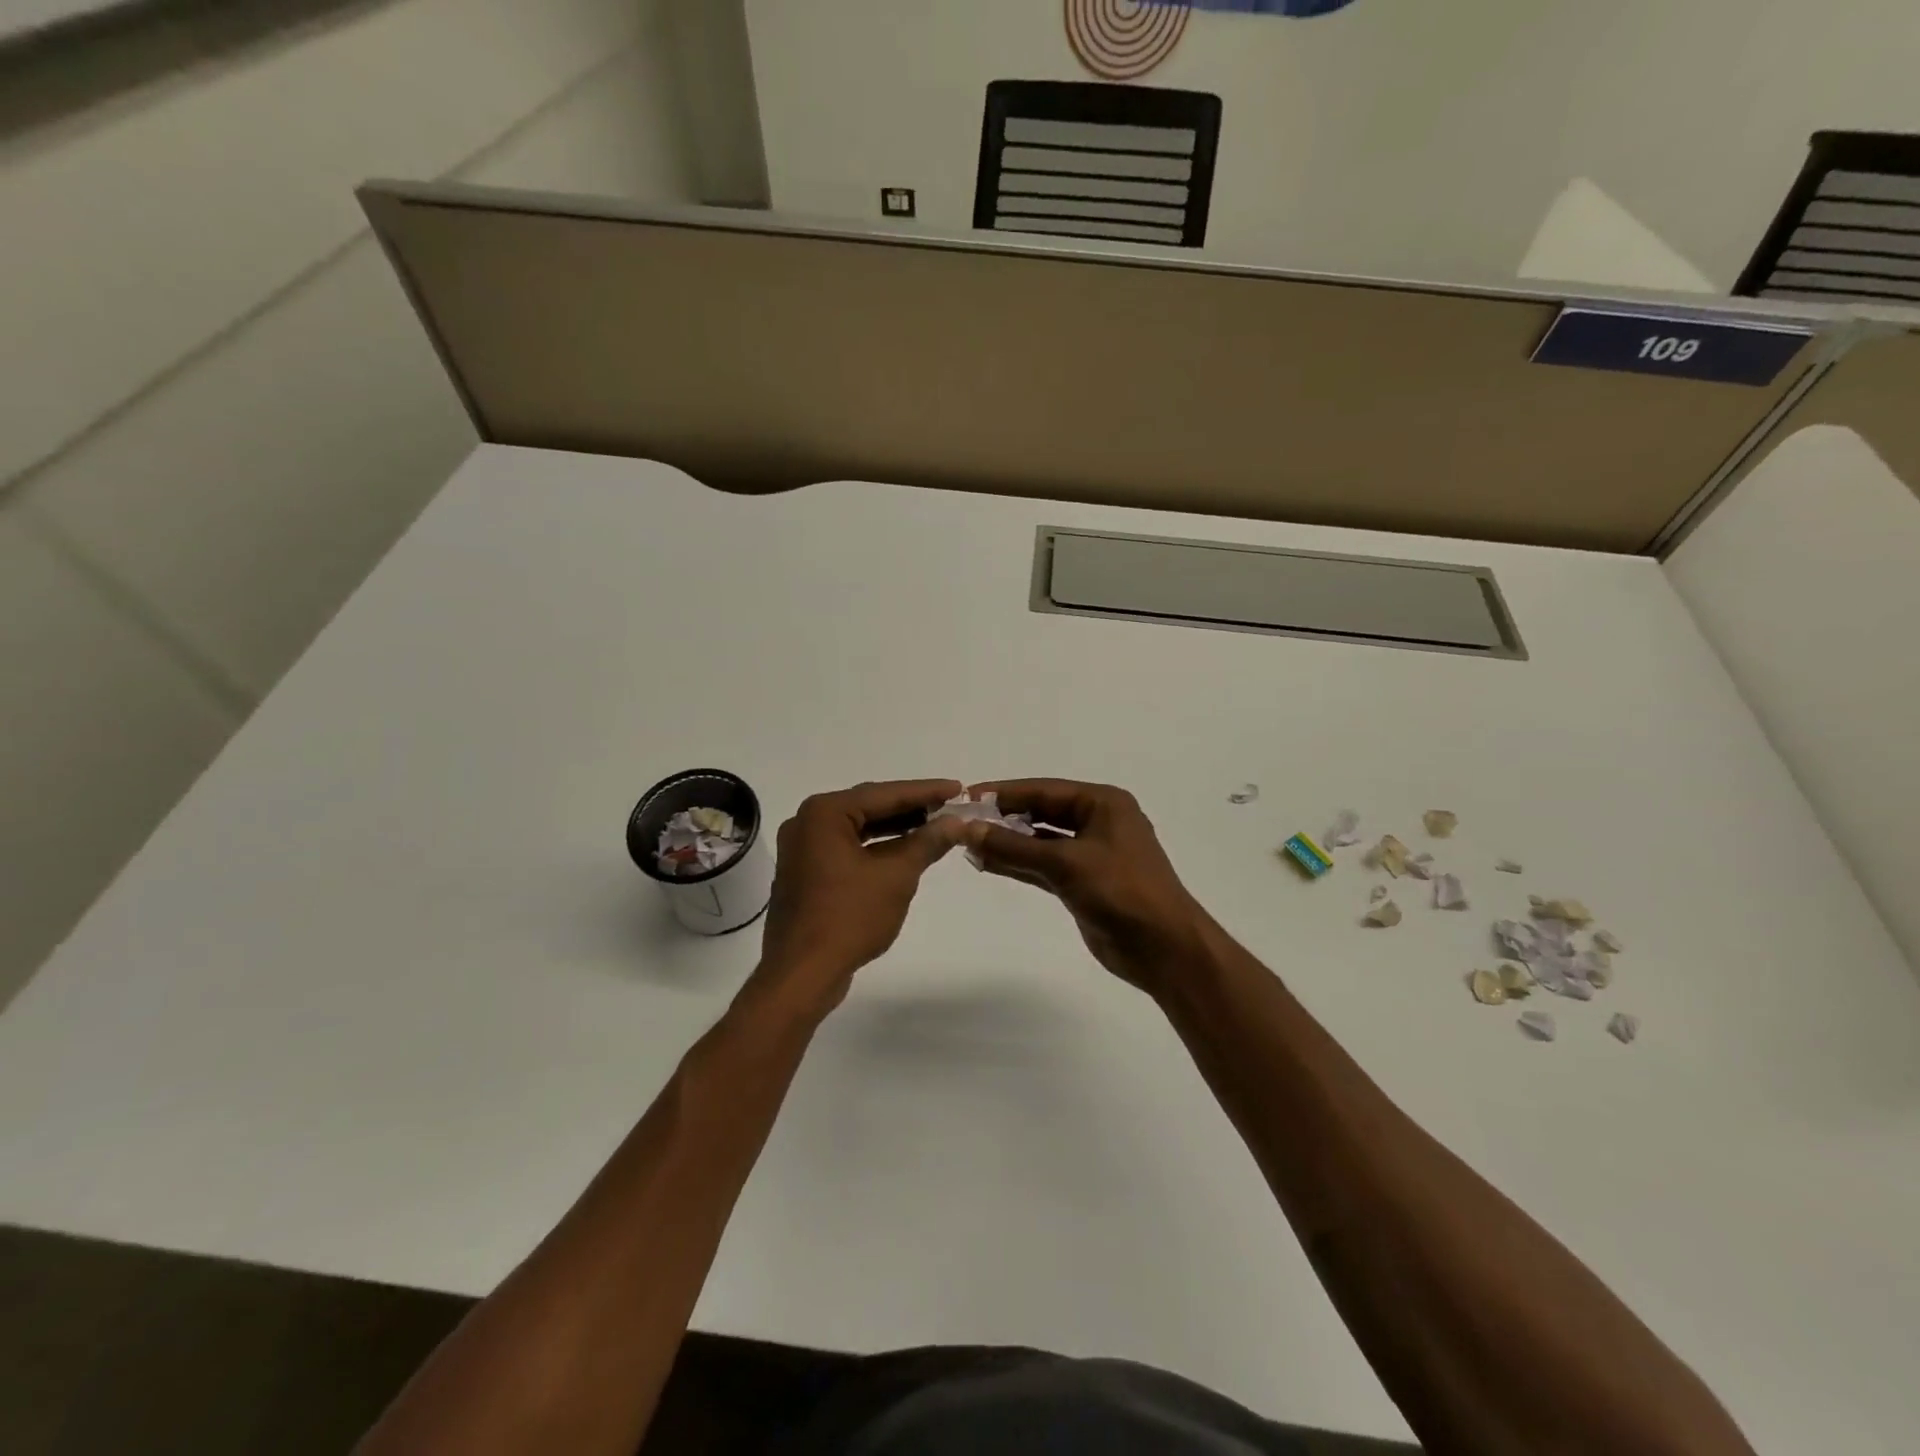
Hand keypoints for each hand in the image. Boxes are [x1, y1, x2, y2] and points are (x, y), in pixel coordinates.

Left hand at [753, 779, 966, 1012]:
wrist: (802, 974)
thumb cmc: (849, 918)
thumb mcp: (896, 876)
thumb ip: (927, 842)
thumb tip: (956, 822)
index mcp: (824, 813)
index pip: (884, 794)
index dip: (925, 791)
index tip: (957, 789)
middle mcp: (807, 822)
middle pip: (868, 807)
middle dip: (910, 809)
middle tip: (949, 807)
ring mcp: (802, 849)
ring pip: (857, 829)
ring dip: (895, 829)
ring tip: (934, 827)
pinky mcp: (805, 873)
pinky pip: (846, 849)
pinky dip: (876, 848)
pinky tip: (904, 852)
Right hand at [960, 780, 1209, 997]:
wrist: (1164, 948)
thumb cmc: (1122, 892)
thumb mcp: (1066, 864)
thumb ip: (1014, 847)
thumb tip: (968, 830)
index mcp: (1103, 804)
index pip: (1045, 790)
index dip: (1005, 792)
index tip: (967, 796)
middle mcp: (1097, 822)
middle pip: (1042, 812)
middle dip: (1004, 817)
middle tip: (963, 821)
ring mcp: (1091, 854)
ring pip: (1040, 841)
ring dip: (1008, 843)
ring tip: (967, 844)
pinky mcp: (1083, 883)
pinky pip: (1043, 865)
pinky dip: (1018, 864)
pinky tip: (987, 864)